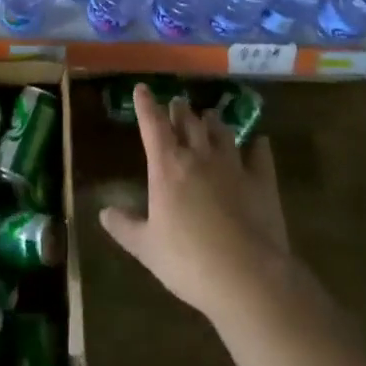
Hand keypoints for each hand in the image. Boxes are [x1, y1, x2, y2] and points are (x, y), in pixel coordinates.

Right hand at [100, 85, 292, 327]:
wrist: (246, 276)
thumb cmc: (188, 261)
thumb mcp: (147, 248)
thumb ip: (125, 227)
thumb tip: (104, 212)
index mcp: (167, 166)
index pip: (153, 125)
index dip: (146, 105)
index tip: (142, 89)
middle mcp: (199, 156)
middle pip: (188, 122)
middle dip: (180, 110)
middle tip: (177, 103)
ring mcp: (233, 165)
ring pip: (222, 132)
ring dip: (214, 122)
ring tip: (210, 116)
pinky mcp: (261, 181)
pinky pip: (260, 154)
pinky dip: (258, 145)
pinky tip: (259, 141)